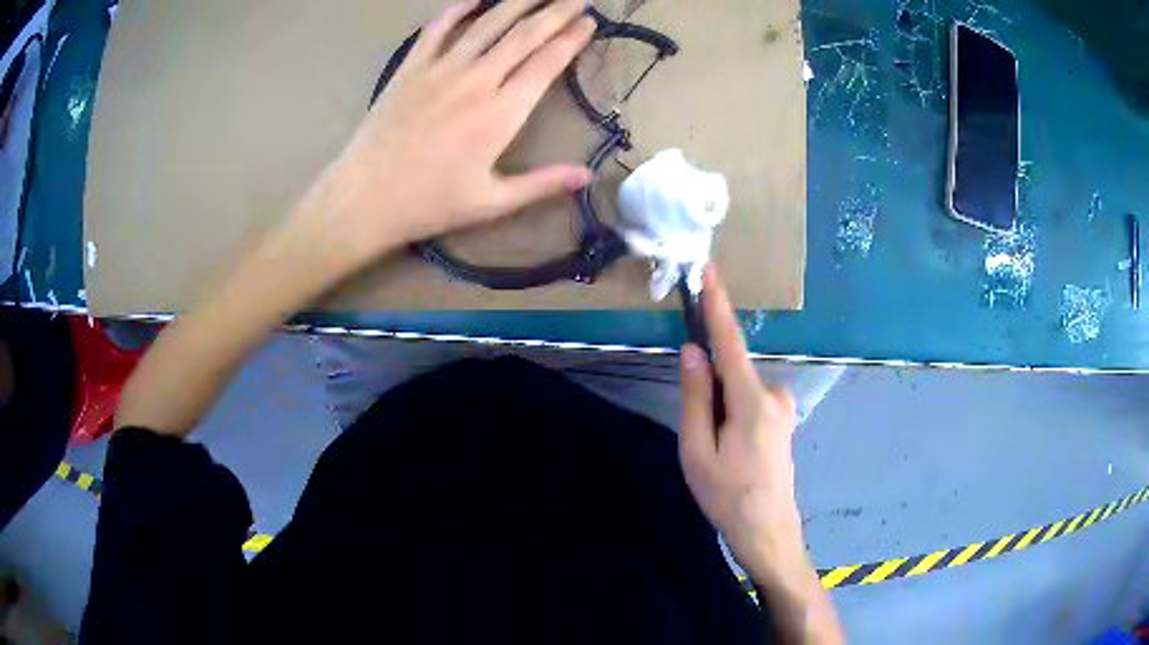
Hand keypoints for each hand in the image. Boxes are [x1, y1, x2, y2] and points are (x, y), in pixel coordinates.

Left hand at [296, 0, 596, 269]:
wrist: (366, 197)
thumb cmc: (430, 203)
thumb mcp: (491, 202)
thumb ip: (542, 184)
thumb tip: (587, 176)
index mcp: (502, 113)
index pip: (548, 62)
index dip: (572, 38)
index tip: (590, 22)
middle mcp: (477, 80)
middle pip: (525, 34)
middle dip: (556, 11)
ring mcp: (441, 69)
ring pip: (488, 23)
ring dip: (518, 2)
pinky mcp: (411, 67)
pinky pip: (439, 28)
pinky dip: (459, 9)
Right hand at [678, 268, 803, 581]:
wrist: (767, 529)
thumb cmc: (727, 495)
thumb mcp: (697, 450)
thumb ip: (695, 397)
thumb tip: (692, 350)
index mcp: (752, 399)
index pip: (729, 341)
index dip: (718, 305)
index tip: (709, 270)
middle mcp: (774, 392)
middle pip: (730, 370)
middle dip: (707, 388)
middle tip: (700, 437)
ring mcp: (783, 405)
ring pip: (737, 388)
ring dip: (718, 406)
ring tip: (716, 453)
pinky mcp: (783, 416)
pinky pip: (748, 400)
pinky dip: (731, 411)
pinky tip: (731, 450)